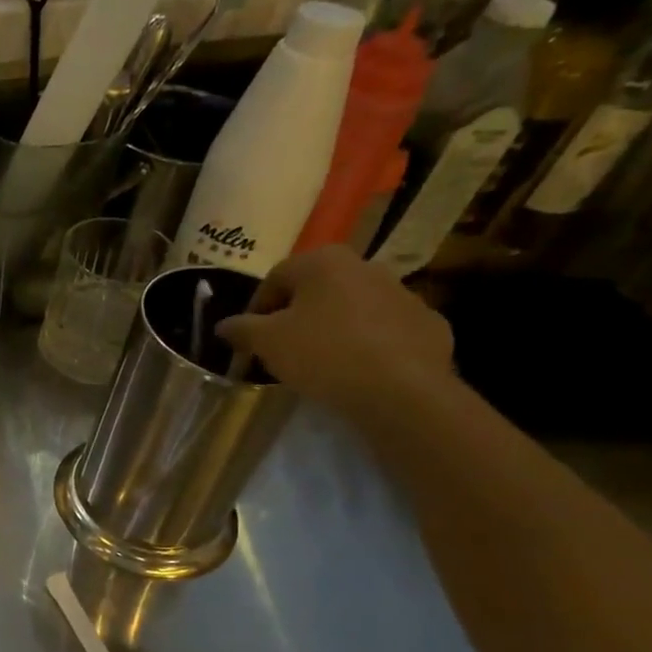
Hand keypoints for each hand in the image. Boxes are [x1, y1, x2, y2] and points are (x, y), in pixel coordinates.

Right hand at [217, 246, 454, 416]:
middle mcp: (366, 266)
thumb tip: (224, 325)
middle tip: (281, 349)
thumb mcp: (266, 342)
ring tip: (319, 363)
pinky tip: (357, 371)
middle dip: (295, 316)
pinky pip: (383, 330)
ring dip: (331, 328)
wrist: (401, 389)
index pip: (275, 278)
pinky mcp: (427, 323)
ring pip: (351, 308)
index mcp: (324, 262)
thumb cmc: (323, 353)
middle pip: (316, 290)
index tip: (250, 339)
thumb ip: (241, 328)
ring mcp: (403, 293)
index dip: (256, 309)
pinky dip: (367, 344)